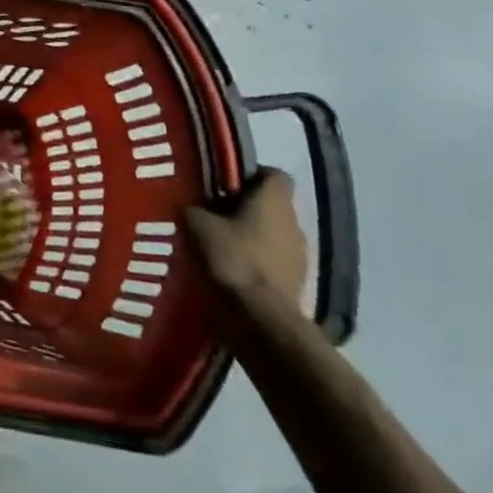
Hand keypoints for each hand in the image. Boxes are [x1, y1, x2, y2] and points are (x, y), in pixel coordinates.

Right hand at [185, 168, 307, 306]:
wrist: (262, 318)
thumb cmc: (232, 259)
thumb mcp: (197, 225)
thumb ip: (194, 209)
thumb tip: (192, 206)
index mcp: (274, 200)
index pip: (273, 174)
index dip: (250, 175)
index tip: (225, 184)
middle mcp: (294, 221)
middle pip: (272, 205)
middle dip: (246, 208)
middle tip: (214, 214)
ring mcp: (301, 255)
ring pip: (274, 234)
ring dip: (252, 237)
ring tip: (221, 245)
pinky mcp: (298, 282)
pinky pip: (275, 261)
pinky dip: (257, 262)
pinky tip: (233, 270)